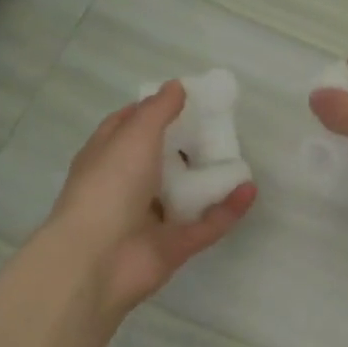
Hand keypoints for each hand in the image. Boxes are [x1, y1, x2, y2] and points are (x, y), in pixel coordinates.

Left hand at [45, 82, 254, 319]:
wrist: (97, 261)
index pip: (127, 126)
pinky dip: (228, 209)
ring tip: (240, 157)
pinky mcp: (174, 246)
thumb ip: (158, 110)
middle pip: (160, 160)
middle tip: (221, 126)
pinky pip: (207, 224)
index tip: (184, 98)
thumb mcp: (133, 135)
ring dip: (210, 178)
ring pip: (186, 194)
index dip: (152, 110)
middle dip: (187, 144)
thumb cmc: (109, 187)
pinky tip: (250, 190)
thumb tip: (176, 85)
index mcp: (106, 158)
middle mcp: (126, 187)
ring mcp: (150, 219)